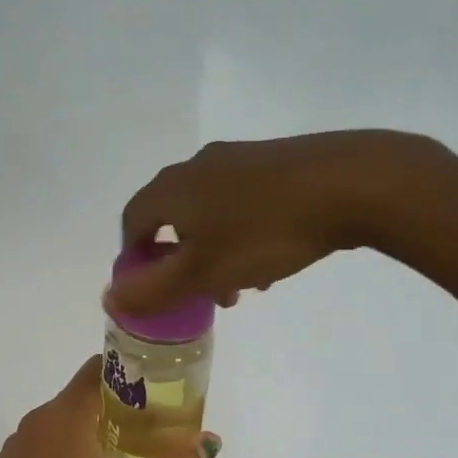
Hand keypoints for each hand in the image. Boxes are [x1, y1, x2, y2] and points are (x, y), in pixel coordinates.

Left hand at [0, 357, 220, 457]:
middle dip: (118, 408)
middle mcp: (36, 420)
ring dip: (93, 433)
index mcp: (63, 414)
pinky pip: (45, 449)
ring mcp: (17, 446)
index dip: (129, 372)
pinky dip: (68, 454)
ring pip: (63, 426)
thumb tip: (210, 443)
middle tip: (154, 430)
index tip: (158, 387)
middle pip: (82, 397)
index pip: (97, 369)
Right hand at [108, 130, 456, 316]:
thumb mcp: (203, 272)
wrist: (349, 182)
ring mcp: (238, 158)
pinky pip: (241, 202)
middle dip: (181, 261)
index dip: (135, 259)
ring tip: (243, 285)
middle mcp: (197, 166)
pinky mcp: (274, 160)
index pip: (132, 223)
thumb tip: (108, 299)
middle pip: (173, 218)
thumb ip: (153, 290)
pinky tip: (273, 256)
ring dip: (215, 251)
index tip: (154, 290)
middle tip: (203, 295)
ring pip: (210, 213)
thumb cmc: (265, 232)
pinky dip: (243, 233)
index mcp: (172, 188)